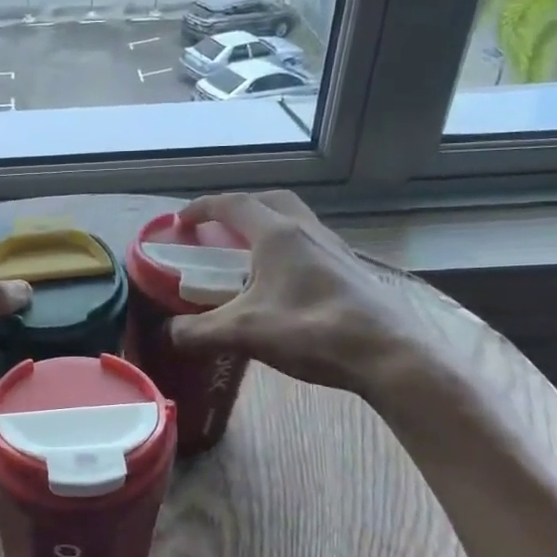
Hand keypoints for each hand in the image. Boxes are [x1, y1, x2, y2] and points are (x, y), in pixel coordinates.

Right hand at [166, 191, 436, 400]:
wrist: (388, 355)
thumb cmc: (312, 331)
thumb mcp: (244, 333)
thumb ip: (197, 331)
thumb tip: (167, 333)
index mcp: (277, 234)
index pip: (233, 204)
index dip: (202, 208)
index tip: (182, 220)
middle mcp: (308, 231)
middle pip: (270, 202)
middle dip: (240, 209)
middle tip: (220, 231)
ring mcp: (335, 249)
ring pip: (296, 222)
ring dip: (269, 228)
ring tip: (250, 257)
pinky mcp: (352, 271)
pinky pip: (313, 245)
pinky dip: (290, 251)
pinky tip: (285, 284)